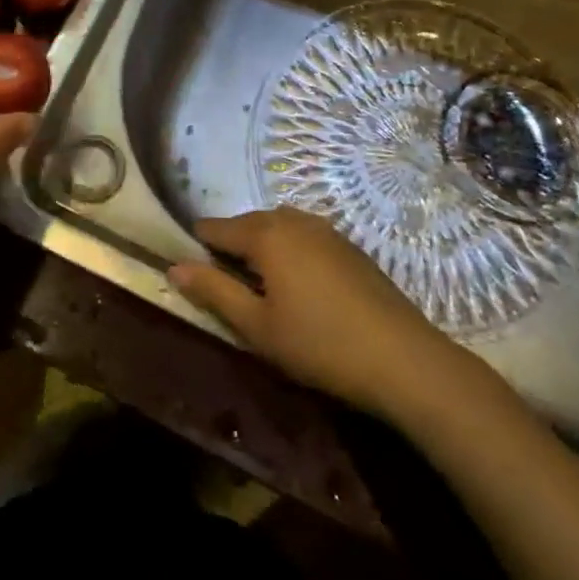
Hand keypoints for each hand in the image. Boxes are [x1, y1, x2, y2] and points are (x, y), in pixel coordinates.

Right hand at [169, 208, 493, 421]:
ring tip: (260, 286)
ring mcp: (326, 230)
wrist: (403, 359)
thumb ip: (214, 292)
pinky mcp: (349, 246)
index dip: (198, 246)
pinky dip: (290, 250)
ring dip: (261, 246)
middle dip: (230, 246)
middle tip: (224, 285)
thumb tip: (174, 267)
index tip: (190, 270)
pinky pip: (304, 236)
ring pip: (278, 227)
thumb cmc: (319, 344)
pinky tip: (298, 285)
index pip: (216, 228)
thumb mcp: (257, 326)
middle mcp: (293, 220)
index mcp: (266, 234)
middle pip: (247, 223)